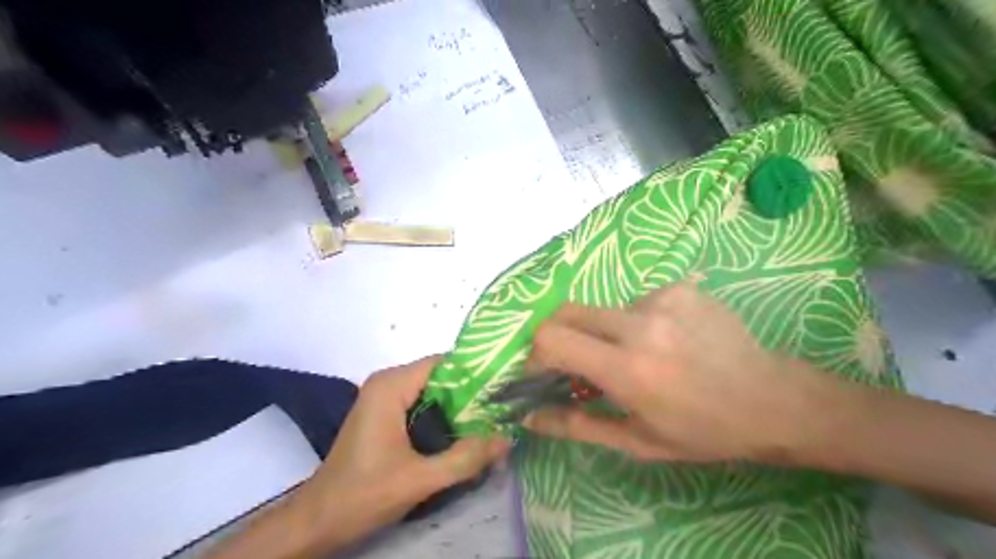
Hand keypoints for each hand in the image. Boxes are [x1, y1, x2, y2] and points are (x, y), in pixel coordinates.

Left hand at [300, 358, 507, 541]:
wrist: (319, 520)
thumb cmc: (363, 494)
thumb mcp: (420, 479)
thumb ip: (466, 458)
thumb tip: (507, 439)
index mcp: (391, 385)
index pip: (444, 363)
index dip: (475, 373)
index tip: (503, 389)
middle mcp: (387, 382)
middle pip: (440, 376)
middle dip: (470, 392)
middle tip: (501, 409)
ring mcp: (384, 396)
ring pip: (433, 390)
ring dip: (459, 406)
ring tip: (490, 421)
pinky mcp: (384, 412)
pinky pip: (422, 402)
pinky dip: (443, 414)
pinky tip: (463, 432)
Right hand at [529, 281, 834, 465]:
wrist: (772, 399)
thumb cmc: (703, 431)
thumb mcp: (637, 441)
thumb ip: (577, 426)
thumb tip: (529, 417)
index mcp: (628, 369)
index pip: (552, 339)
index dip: (535, 355)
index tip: (543, 373)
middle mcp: (641, 324)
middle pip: (567, 312)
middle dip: (558, 337)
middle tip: (576, 363)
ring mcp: (663, 298)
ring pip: (604, 311)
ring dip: (605, 335)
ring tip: (638, 358)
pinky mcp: (680, 287)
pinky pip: (636, 303)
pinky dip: (636, 324)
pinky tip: (666, 343)